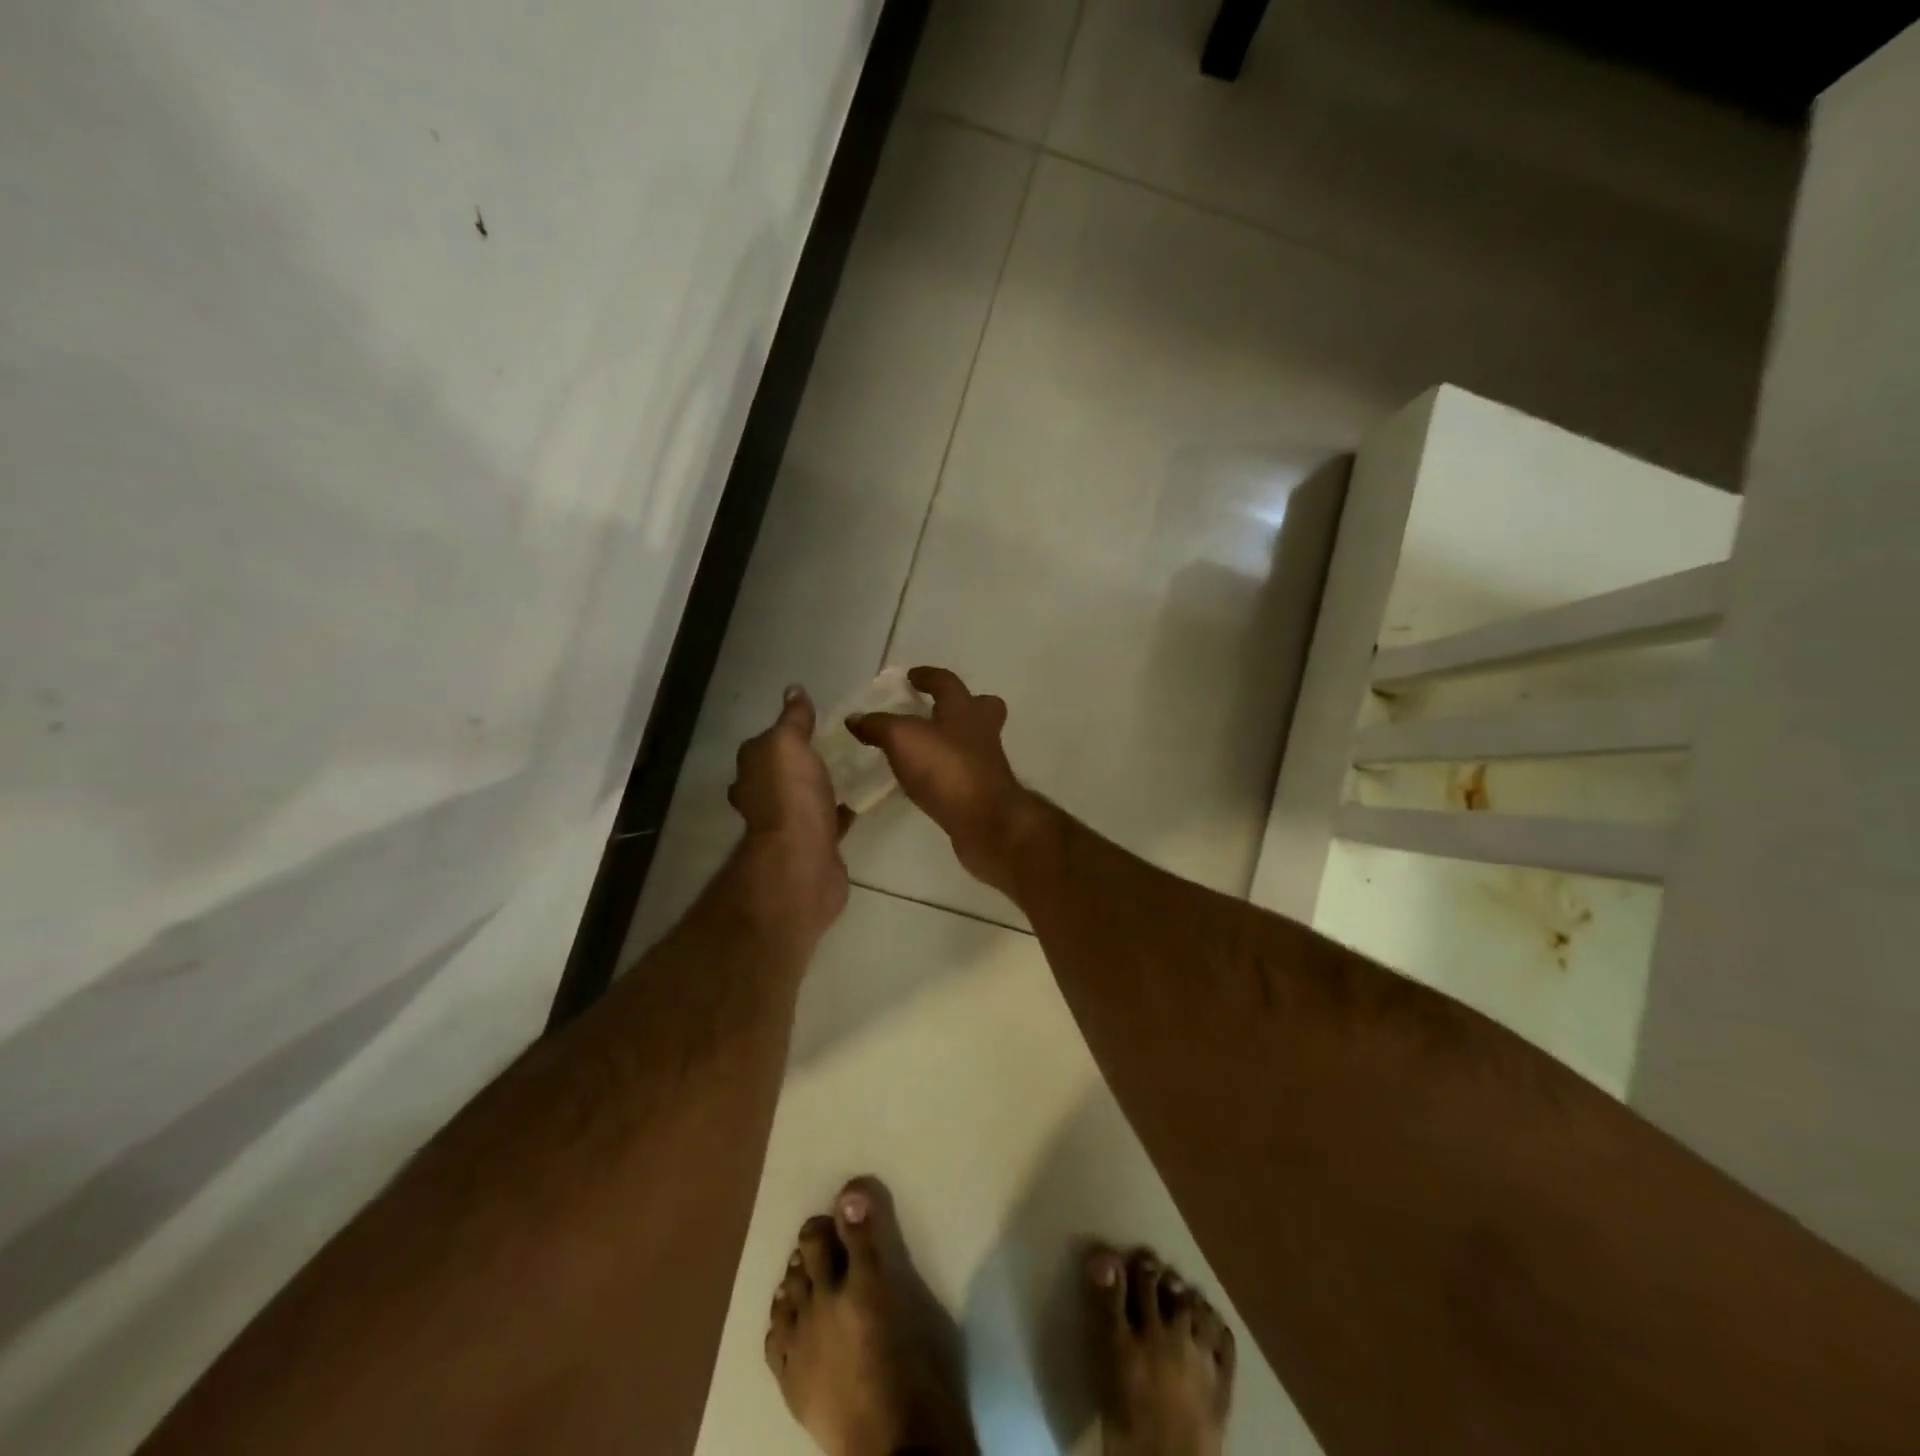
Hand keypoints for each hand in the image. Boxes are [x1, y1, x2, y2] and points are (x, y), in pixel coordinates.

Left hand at [728, 687, 850, 936]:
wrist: (802, 859)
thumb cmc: (791, 795)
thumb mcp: (788, 743)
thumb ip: (793, 719)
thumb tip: (793, 690)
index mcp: (752, 770)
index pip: (764, 744)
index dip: (784, 733)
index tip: (812, 723)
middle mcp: (762, 796)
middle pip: (781, 773)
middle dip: (799, 763)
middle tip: (832, 748)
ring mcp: (787, 823)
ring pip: (803, 797)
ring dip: (819, 787)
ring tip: (849, 770)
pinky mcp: (813, 844)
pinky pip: (827, 820)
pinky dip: (838, 811)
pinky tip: (859, 800)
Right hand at [848, 667, 1041, 895]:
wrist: (985, 821)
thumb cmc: (946, 768)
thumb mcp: (902, 738)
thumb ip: (878, 726)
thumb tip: (854, 718)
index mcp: (964, 709)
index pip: (947, 682)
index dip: (928, 676)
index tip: (912, 677)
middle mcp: (981, 731)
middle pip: (980, 708)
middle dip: (961, 705)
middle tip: (936, 711)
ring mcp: (987, 764)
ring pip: (973, 742)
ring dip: (951, 741)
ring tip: (921, 750)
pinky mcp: (984, 793)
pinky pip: (963, 773)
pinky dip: (946, 772)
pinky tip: (927, 782)